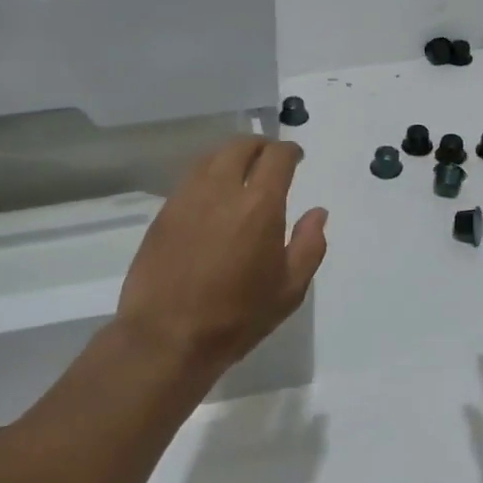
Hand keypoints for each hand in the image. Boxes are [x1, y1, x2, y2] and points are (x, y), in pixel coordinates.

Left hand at [115, 136, 326, 377]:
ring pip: (212, 156)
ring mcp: (188, 197)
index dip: (290, 151)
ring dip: (232, 155)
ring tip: (241, 170)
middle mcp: (222, 189)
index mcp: (259, 205)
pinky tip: (213, 194)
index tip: (296, 158)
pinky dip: (208, 173)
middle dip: (260, 145)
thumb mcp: (289, 290)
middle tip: (270, 159)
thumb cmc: (236, 317)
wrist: (166, 337)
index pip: (277, 157)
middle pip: (241, 146)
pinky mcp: (164, 212)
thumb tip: (317, 213)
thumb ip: (309, 245)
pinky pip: (191, 177)